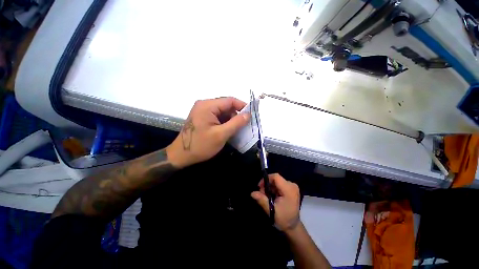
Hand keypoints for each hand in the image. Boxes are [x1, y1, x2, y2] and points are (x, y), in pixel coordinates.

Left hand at [166, 97, 249, 167]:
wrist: (181, 155)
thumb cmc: (201, 145)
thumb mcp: (221, 135)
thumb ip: (236, 123)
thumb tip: (248, 114)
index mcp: (207, 105)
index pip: (230, 100)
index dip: (242, 106)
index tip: (251, 115)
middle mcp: (204, 104)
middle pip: (226, 105)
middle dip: (236, 114)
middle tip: (244, 125)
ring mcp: (202, 110)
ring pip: (222, 111)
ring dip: (230, 119)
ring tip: (236, 129)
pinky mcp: (202, 117)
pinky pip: (217, 116)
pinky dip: (224, 121)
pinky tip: (228, 130)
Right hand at [251, 173, 300, 231]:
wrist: (293, 226)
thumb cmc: (283, 219)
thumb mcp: (271, 211)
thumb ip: (262, 200)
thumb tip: (252, 193)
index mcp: (289, 190)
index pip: (276, 177)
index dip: (266, 179)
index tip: (259, 187)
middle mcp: (292, 185)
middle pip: (276, 179)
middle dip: (267, 185)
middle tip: (262, 194)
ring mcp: (292, 186)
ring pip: (277, 181)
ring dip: (270, 187)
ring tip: (267, 196)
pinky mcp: (291, 188)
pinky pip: (280, 184)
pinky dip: (274, 188)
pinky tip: (272, 196)